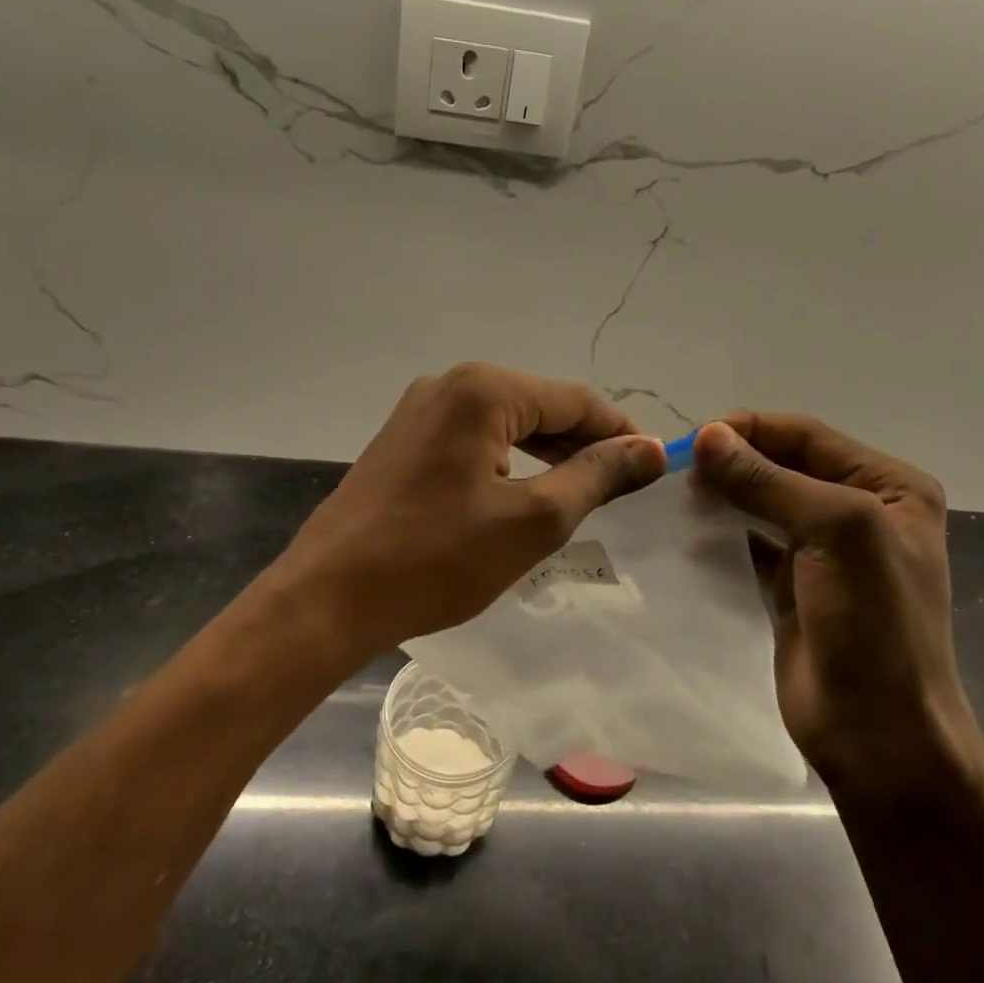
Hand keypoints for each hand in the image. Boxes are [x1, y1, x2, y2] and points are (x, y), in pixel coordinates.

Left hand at [280, 364, 665, 655]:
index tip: (653, 466)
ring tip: (580, 494)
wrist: (330, 597)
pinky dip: (508, 463)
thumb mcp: (533, 520)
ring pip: (505, 424)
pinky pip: (472, 441)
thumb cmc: (437, 559)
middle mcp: (448, 384)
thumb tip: (649, 449)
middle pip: (539, 406)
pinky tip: (523, 494)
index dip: (619, 431)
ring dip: (547, 454)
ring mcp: (418, 412)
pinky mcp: (402, 442)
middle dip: (583, 443)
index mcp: (482, 390)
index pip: (574, 399)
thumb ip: (596, 476)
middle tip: (621, 488)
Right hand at [691, 414, 983, 800]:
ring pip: (763, 503)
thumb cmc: (874, 625)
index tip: (693, 441)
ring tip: (677, 497)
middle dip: (734, 462)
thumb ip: (770, 482)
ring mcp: (825, 551)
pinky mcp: (792, 585)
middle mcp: (860, 511)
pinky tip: (688, 532)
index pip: (808, 436)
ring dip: (724, 495)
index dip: (751, 430)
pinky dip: (721, 533)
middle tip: (678, 471)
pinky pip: (750, 543)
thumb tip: (709, 436)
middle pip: (783, 466)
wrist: (878, 732)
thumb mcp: (836, 534)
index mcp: (889, 487)